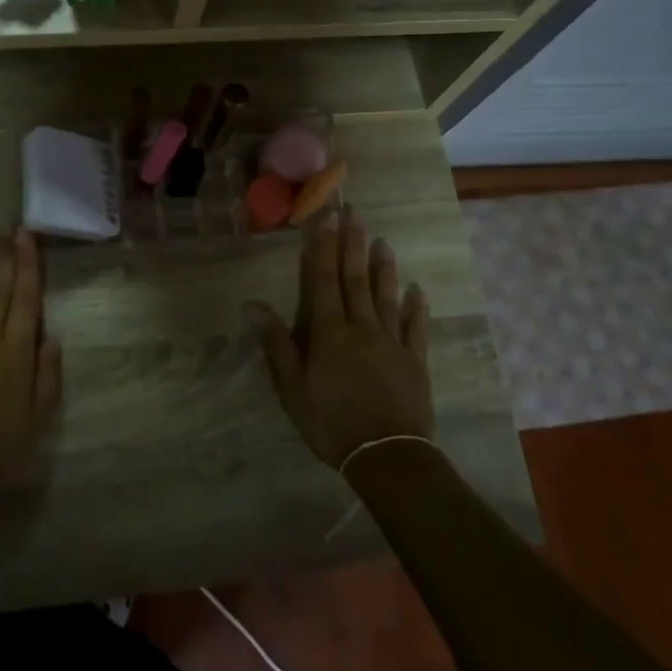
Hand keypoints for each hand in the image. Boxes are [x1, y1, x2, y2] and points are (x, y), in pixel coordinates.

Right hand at [246, 211, 434, 470]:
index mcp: (329, 332)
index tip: (327, 219)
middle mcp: (362, 327)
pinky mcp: (415, 361)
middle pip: (355, 280)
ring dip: (383, 268)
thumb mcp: (292, 387)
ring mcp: (392, 342)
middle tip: (355, 215)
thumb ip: (276, 343)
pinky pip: (416, 328)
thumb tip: (252, 304)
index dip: (323, 248)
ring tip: (383, 242)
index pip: (323, 281)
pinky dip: (417, 307)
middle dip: (353, 246)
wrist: (386, 455)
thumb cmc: (331, 422)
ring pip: (387, 297)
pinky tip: (419, 290)